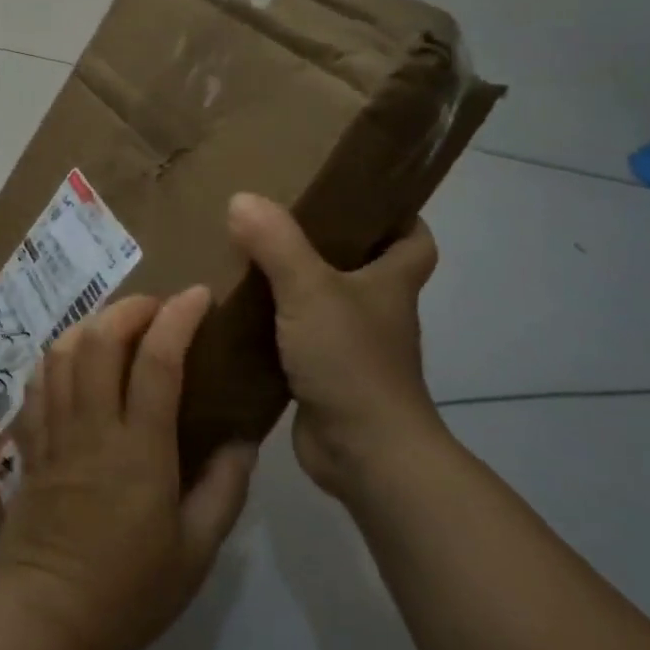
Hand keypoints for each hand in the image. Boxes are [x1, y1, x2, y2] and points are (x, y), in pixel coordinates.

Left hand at [0, 289, 256, 649]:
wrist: (45, 618)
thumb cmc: (128, 590)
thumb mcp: (196, 552)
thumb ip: (224, 489)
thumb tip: (244, 438)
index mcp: (139, 450)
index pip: (157, 361)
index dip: (178, 318)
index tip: (198, 295)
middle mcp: (92, 426)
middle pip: (100, 340)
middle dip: (130, 307)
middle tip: (157, 307)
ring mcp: (54, 431)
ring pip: (63, 351)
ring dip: (91, 323)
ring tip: (117, 325)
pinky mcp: (30, 443)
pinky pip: (38, 381)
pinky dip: (58, 354)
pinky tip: (75, 358)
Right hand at [227, 194, 444, 498]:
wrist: (364, 453)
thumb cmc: (351, 361)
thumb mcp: (310, 290)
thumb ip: (276, 242)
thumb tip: (241, 199)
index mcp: (391, 283)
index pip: (414, 240)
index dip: (397, 216)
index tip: (356, 196)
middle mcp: (377, 312)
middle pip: (360, 267)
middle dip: (326, 244)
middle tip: (276, 218)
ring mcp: (351, 348)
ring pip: (323, 304)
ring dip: (293, 286)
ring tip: (245, 258)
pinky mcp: (323, 378)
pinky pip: (296, 340)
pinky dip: (272, 328)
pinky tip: (236, 314)